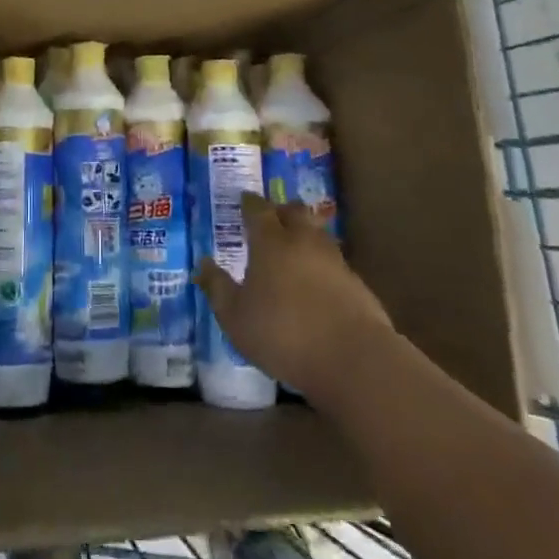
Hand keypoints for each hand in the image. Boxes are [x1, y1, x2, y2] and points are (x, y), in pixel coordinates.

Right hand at [195, 195, 394, 404]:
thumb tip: (202, 264)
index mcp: (270, 242)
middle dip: (281, 210)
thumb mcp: (235, 317)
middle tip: (270, 217)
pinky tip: (316, 280)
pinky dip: (321, 262)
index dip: (249, 203)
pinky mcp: (356, 282)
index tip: (243, 199)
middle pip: (294, 211)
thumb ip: (217, 288)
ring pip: (317, 233)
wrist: (352, 359)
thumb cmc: (282, 334)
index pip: (258, 209)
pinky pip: (334, 260)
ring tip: (293, 246)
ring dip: (304, 233)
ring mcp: (334, 259)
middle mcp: (303, 240)